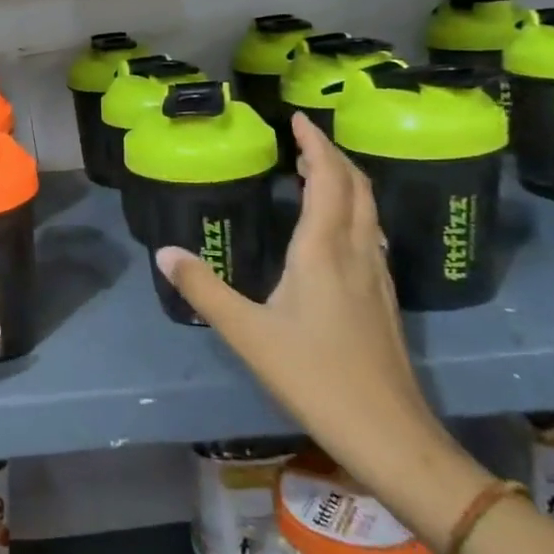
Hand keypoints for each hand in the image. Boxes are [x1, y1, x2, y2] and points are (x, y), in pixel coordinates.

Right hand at [157, 113, 477, 528]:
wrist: (389, 434)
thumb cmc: (315, 377)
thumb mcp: (247, 333)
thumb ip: (203, 289)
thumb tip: (164, 252)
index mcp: (324, 251)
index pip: (328, 179)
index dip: (315, 144)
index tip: (297, 118)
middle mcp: (356, 253)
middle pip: (356, 187)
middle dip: (332, 155)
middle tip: (302, 140)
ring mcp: (377, 276)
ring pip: (368, 210)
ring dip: (345, 181)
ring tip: (314, 172)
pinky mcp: (383, 299)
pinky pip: (370, 233)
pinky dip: (352, 210)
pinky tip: (334, 230)